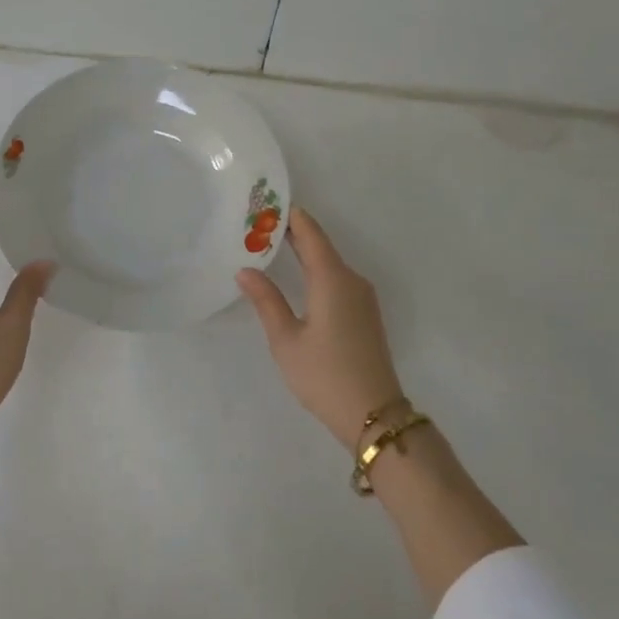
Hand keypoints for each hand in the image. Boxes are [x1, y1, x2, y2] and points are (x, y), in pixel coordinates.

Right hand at [237, 207, 403, 448]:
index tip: (266, 204)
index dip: (290, 216)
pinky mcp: (365, 313)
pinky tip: (297, 278)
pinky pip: (337, 279)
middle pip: (321, 245)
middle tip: (259, 224)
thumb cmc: (324, 375)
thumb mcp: (286, 339)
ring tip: (271, 247)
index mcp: (333, 279)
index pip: (311, 233)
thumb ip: (266, 300)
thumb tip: (245, 270)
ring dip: (304, 252)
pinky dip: (315, 270)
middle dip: (293, 233)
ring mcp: (362, 297)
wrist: (373, 413)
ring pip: (330, 262)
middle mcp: (352, 280)